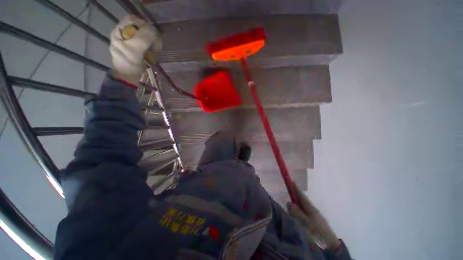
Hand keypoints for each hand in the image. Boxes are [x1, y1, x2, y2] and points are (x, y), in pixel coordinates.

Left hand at [110, 15, 161, 83]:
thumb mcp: (135, 50)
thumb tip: (154, 30)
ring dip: (153, 40)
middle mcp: (125, 32)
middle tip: (156, 43)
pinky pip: (147, 41)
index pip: (133, 19)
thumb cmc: (129, 64)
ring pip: (145, 33)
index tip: (152, 35)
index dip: (144, 25)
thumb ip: (143, 38)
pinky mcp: (138, 46)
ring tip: (156, 49)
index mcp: (120, 31)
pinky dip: (153, 45)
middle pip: (140, 26)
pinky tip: (154, 51)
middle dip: (150, 34)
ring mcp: (131, 40)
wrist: (128, 76)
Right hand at [287, 182, 340, 248]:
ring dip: (298, 205)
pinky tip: (298, 216)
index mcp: (311, 208)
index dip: (296, 188)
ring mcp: (316, 217)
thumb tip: (289, 202)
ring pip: (304, 208)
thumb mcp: (304, 222)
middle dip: (296, 196)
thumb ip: (296, 212)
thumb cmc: (316, 233)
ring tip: (291, 205)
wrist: (331, 247)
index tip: (291, 181)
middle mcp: (314, 211)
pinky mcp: (317, 223)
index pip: (302, 196)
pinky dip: (301, 212)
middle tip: (289, 192)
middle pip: (303, 201)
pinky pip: (306, 214)